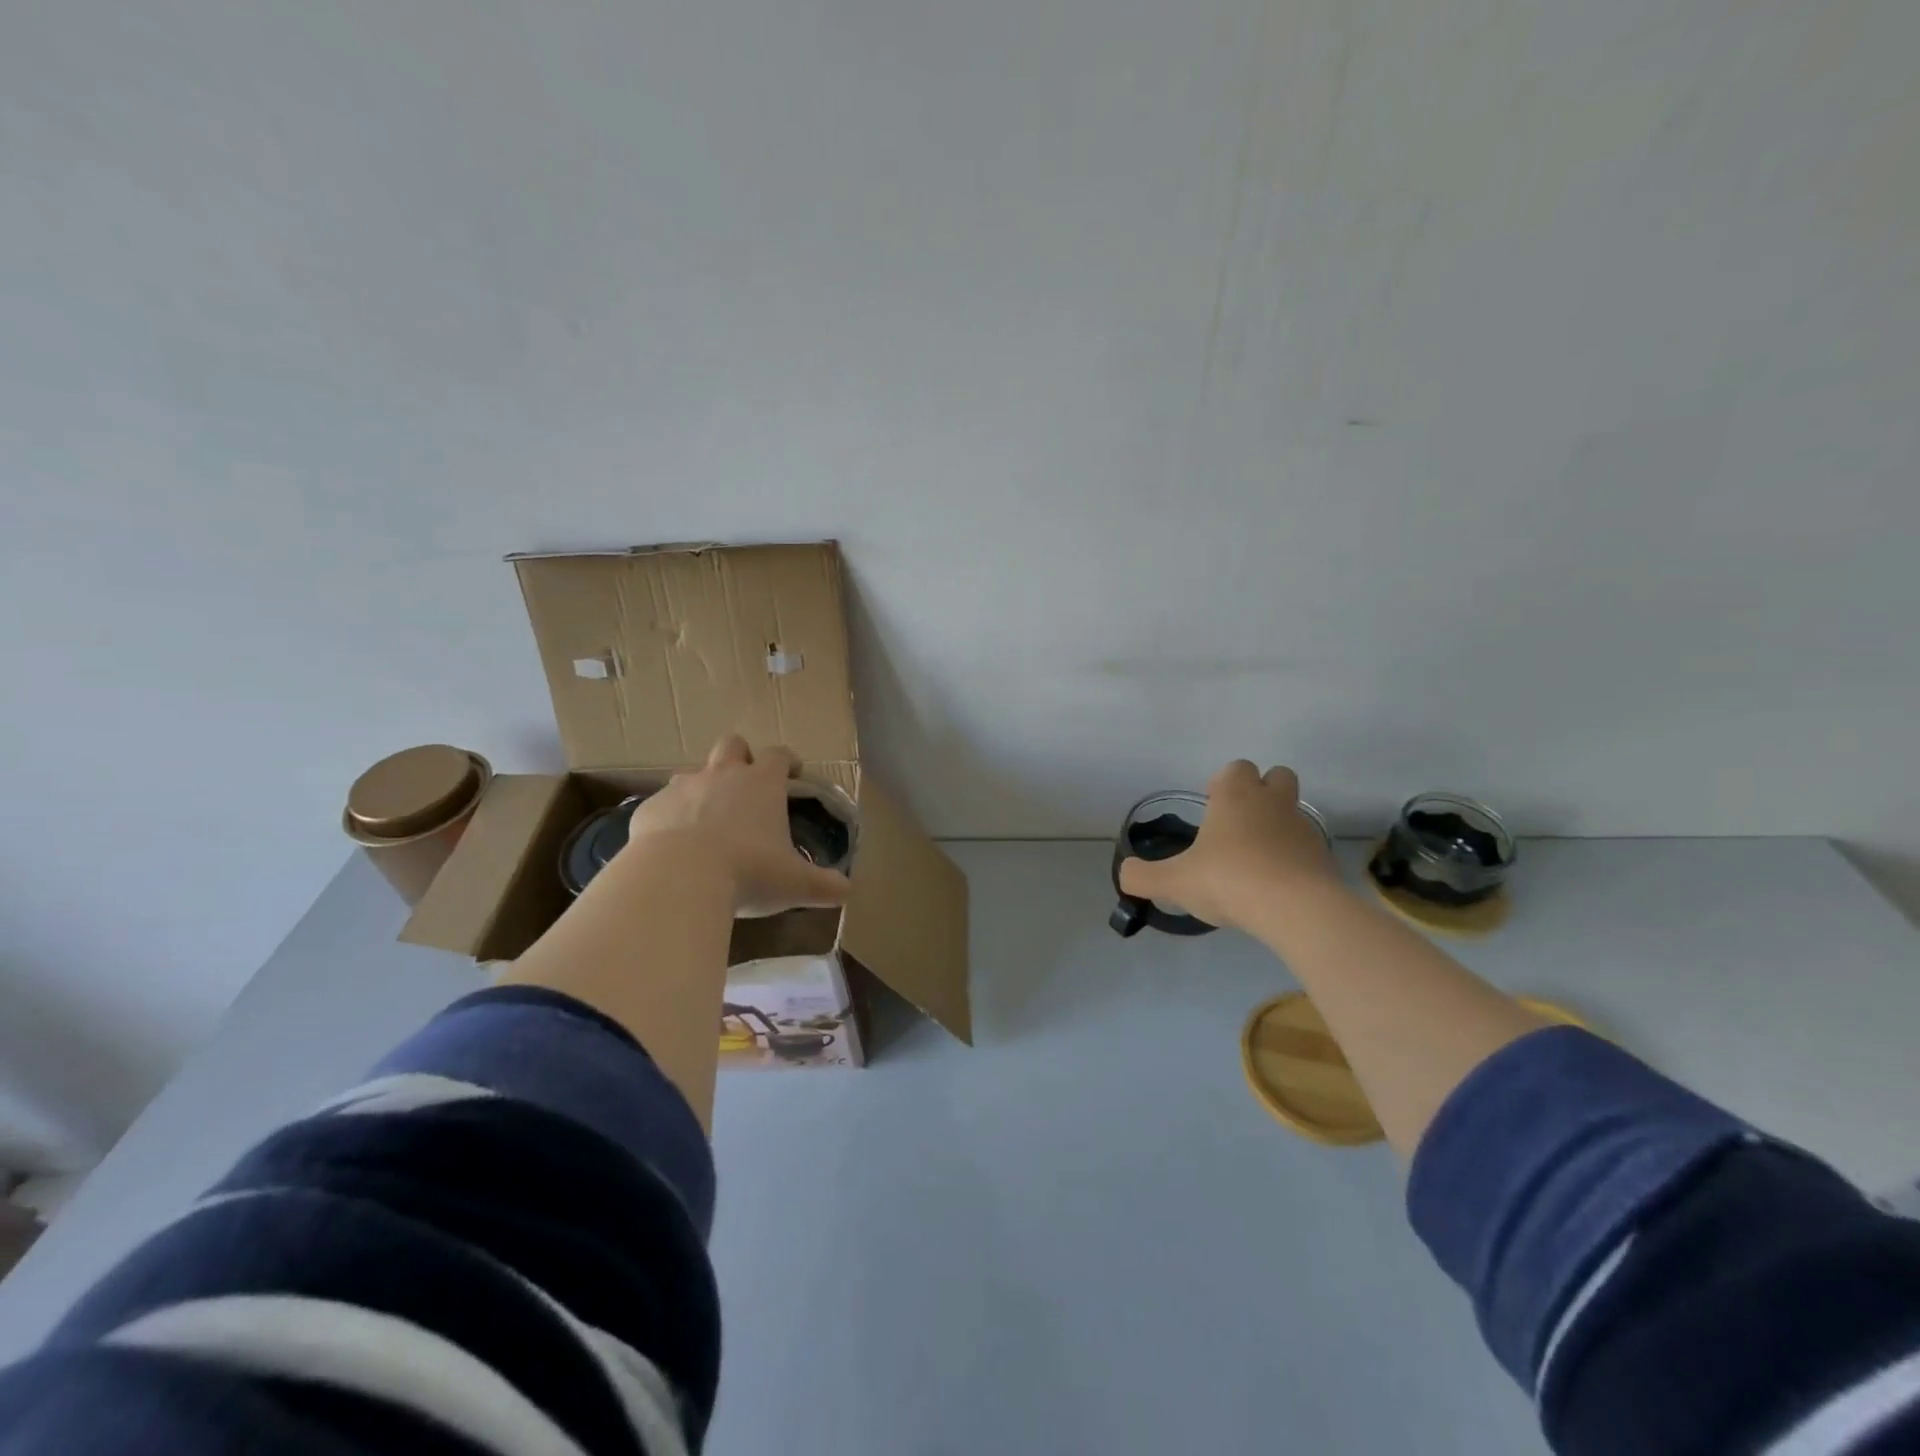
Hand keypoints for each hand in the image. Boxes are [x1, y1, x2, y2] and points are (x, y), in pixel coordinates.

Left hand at [623, 735, 851, 916]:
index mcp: (762, 784)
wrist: (678, 879)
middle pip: (732, 744)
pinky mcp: (650, 809)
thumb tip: (847, 892)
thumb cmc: (748, 872)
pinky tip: (673, 846)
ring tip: (707, 819)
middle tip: (747, 786)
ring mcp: (682, 788)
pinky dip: (670, 818)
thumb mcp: (794, 884)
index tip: (793, 772)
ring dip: (702, 788)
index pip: (779, 755)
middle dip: (740, 757)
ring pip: (692, 772)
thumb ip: (823, 885)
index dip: (788, 760)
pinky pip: (662, 805)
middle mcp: (722, 775)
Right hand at [1118, 762, 1340, 931]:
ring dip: (1277, 824)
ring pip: (1293, 811)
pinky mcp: (1322, 857)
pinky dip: (1293, 857)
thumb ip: (1143, 876)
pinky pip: (1306, 847)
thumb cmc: (1229, 880)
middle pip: (1276, 776)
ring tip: (1256, 857)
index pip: (1235, 768)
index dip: (1223, 783)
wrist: (1296, 909)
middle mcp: (1272, 802)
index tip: (1211, 808)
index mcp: (1235, 796)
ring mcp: (1302, 828)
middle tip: (1237, 824)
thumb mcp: (1174, 882)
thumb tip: (1124, 875)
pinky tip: (1276, 884)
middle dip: (1260, 791)